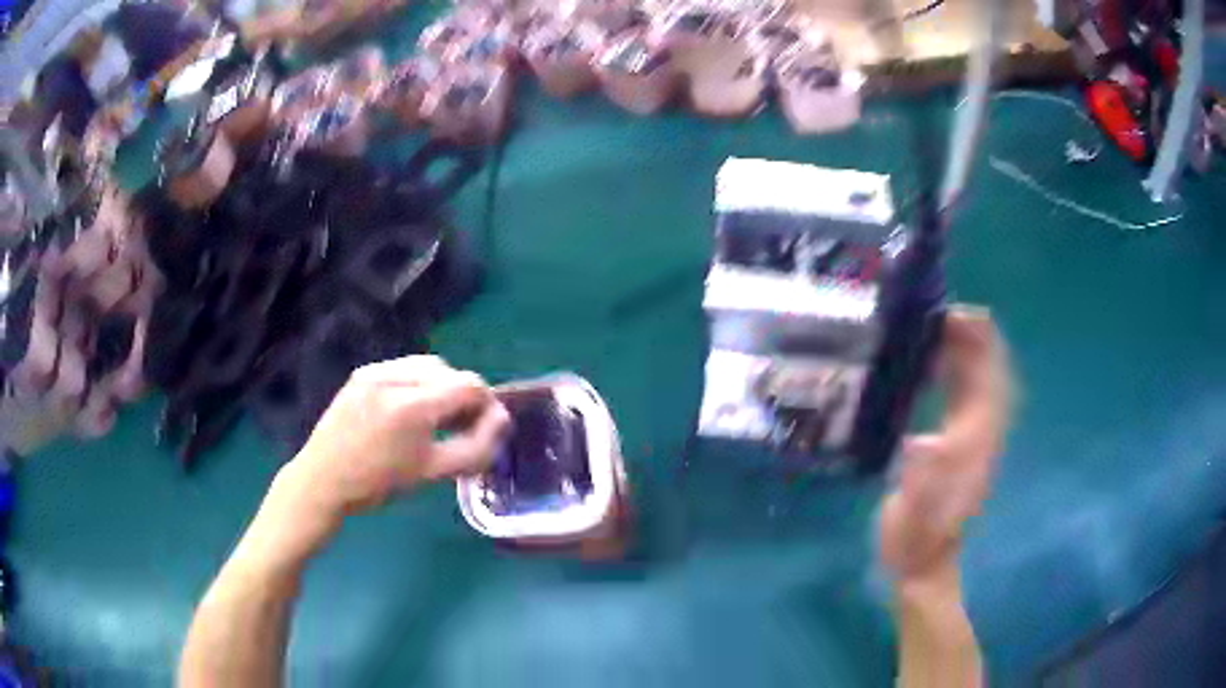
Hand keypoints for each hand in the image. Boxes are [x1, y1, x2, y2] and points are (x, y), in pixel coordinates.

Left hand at [293, 355, 508, 513]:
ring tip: (432, 419)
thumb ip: (476, 447)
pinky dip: (415, 385)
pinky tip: (406, 412)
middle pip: (450, 372)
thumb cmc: (378, 483)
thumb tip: (501, 420)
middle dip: (462, 397)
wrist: (323, 480)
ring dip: (439, 388)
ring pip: (427, 367)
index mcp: (413, 404)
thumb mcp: (433, 473)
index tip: (485, 429)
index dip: (487, 404)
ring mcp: (375, 370)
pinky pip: (402, 369)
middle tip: (459, 428)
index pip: (470, 385)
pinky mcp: (361, 373)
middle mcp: (395, 375)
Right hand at [880, 306, 1011, 584]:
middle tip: (944, 309)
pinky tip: (939, 361)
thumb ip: (920, 483)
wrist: (924, 566)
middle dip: (976, 336)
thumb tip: (919, 441)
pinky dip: (959, 370)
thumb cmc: (915, 542)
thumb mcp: (913, 519)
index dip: (980, 346)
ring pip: (983, 382)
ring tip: (941, 324)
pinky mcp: (962, 444)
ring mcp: (976, 439)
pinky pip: (968, 396)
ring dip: (970, 349)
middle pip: (991, 374)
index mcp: (974, 444)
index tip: (956, 315)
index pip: (988, 383)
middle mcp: (983, 434)